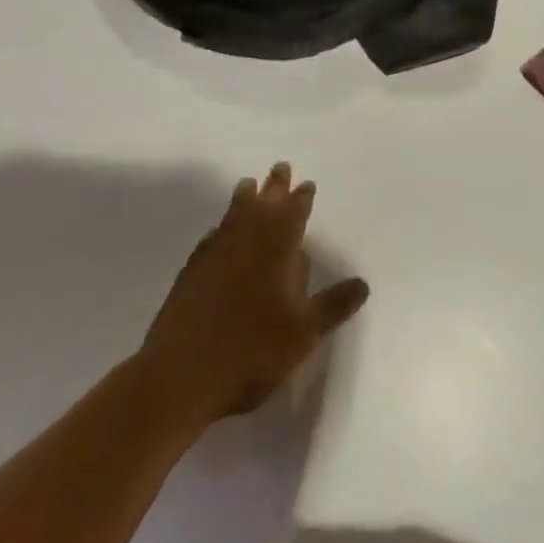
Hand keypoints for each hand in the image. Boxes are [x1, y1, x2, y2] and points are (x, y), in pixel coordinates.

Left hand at [140, 163, 369, 426]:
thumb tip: (362, 282)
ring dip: (244, 198)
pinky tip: (218, 232)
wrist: (180, 375)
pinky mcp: (191, 273)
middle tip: (280, 167)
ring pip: (233, 216)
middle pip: (262, 206)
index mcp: (275, 252)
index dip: (301, 199)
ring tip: (248, 184)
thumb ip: (333, 306)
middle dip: (274, 187)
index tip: (306, 184)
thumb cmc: (251, 352)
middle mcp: (244, 244)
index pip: (292, 216)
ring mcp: (213, 256)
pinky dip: (221, 227)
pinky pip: (212, 237)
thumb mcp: (303, 334)